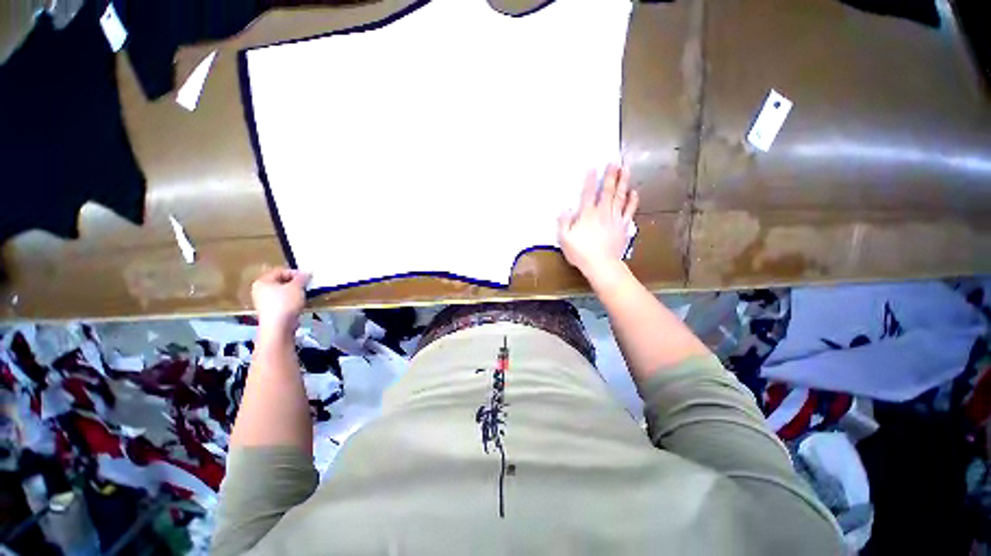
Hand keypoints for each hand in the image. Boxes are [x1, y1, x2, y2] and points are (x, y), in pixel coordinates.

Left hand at [251, 268, 309, 335]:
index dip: (295, 273)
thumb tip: (307, 273)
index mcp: (263, 281)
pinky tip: (300, 304)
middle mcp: (260, 290)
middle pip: (280, 282)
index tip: (307, 277)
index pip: (280, 271)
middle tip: (307, 285)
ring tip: (305, 294)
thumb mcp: (296, 287)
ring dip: (294, 292)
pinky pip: (282, 302)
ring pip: (282, 292)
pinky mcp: (270, 312)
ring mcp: (263, 302)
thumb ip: (302, 278)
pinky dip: (291, 301)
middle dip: (295, 283)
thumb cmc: (285, 303)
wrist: (278, 326)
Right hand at [558, 164, 637, 280]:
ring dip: (623, 182)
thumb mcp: (565, 238)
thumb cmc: (581, 252)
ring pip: (620, 197)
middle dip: (611, 175)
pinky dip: (632, 201)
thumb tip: (564, 208)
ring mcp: (615, 219)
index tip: (593, 167)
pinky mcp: (623, 227)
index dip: (590, 179)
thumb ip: (563, 222)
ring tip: (626, 169)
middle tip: (615, 161)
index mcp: (587, 214)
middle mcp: (602, 212)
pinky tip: (634, 192)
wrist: (601, 264)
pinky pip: (629, 211)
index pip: (588, 193)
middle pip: (607, 190)